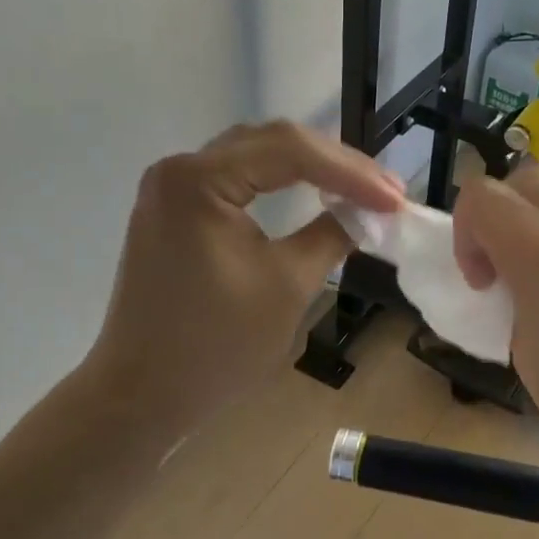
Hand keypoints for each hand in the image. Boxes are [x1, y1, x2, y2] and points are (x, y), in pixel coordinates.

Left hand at [83, 121, 404, 438]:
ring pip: (253, 158)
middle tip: (386, 192)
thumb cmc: (215, 346)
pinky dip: (278, 184)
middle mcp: (178, 170)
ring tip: (360, 190)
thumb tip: (368, 215)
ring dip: (309, 169)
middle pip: (270, 144)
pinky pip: (235, 181)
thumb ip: (332, 236)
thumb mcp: (287, 286)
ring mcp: (171, 190)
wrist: (143, 395)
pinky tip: (313, 192)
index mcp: (198, 180)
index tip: (396, 200)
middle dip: (334, 165)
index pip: (289, 151)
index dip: (351, 172)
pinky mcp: (173, 213)